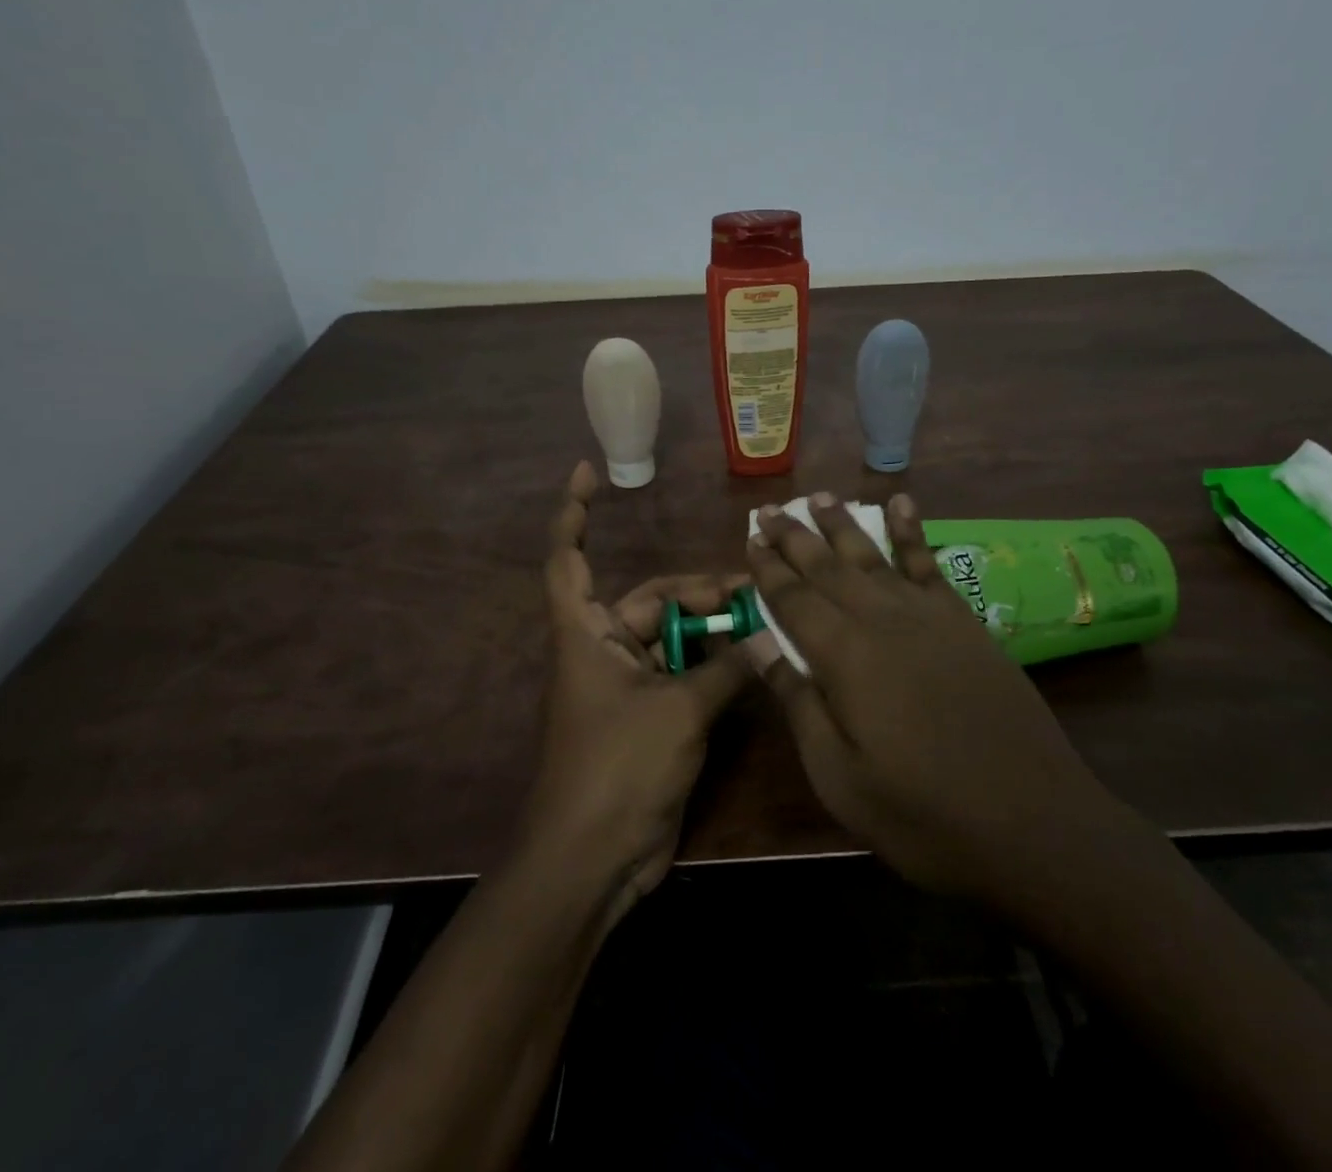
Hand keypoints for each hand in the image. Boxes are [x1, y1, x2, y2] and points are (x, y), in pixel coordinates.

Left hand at [520, 462, 754, 920]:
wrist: (593, 861)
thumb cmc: (617, 770)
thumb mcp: (676, 712)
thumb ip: (724, 668)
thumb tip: (764, 634)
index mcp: (584, 633)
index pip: (567, 557)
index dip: (573, 513)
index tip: (588, 471)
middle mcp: (602, 649)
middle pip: (650, 599)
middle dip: (697, 591)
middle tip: (751, 589)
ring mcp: (627, 685)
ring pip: (675, 638)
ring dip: (713, 631)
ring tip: (761, 619)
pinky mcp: (650, 717)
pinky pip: (685, 675)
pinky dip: (714, 666)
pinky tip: (753, 661)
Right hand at [747, 493, 1112, 904]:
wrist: (1032, 822)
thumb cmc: (922, 813)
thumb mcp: (839, 777)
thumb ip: (798, 704)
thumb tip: (758, 647)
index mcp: (844, 657)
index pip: (794, 599)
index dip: (768, 569)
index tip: (749, 538)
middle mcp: (881, 620)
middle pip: (828, 568)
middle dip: (794, 537)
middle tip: (769, 509)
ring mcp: (928, 616)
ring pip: (874, 556)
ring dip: (843, 525)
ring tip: (819, 496)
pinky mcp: (964, 623)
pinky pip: (929, 564)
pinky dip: (911, 531)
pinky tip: (902, 504)